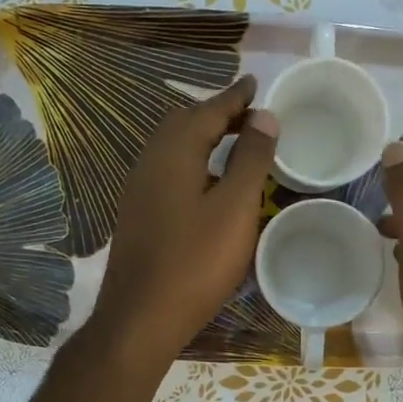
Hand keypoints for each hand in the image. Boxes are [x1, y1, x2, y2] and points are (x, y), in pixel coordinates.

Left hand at [90, 76, 277, 366]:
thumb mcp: (235, 209)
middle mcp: (149, 163)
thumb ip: (251, 159)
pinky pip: (167, 171)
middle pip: (184, 124)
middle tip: (248, 114)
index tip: (256, 83)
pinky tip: (206, 182)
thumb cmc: (195, 262)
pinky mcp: (137, 216)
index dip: (235, 97)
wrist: (141, 318)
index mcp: (173, 154)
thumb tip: (264, 116)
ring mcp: (138, 191)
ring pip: (172, 148)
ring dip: (202, 137)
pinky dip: (191, 162)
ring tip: (232, 142)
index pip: (208, 111)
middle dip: (216, 114)